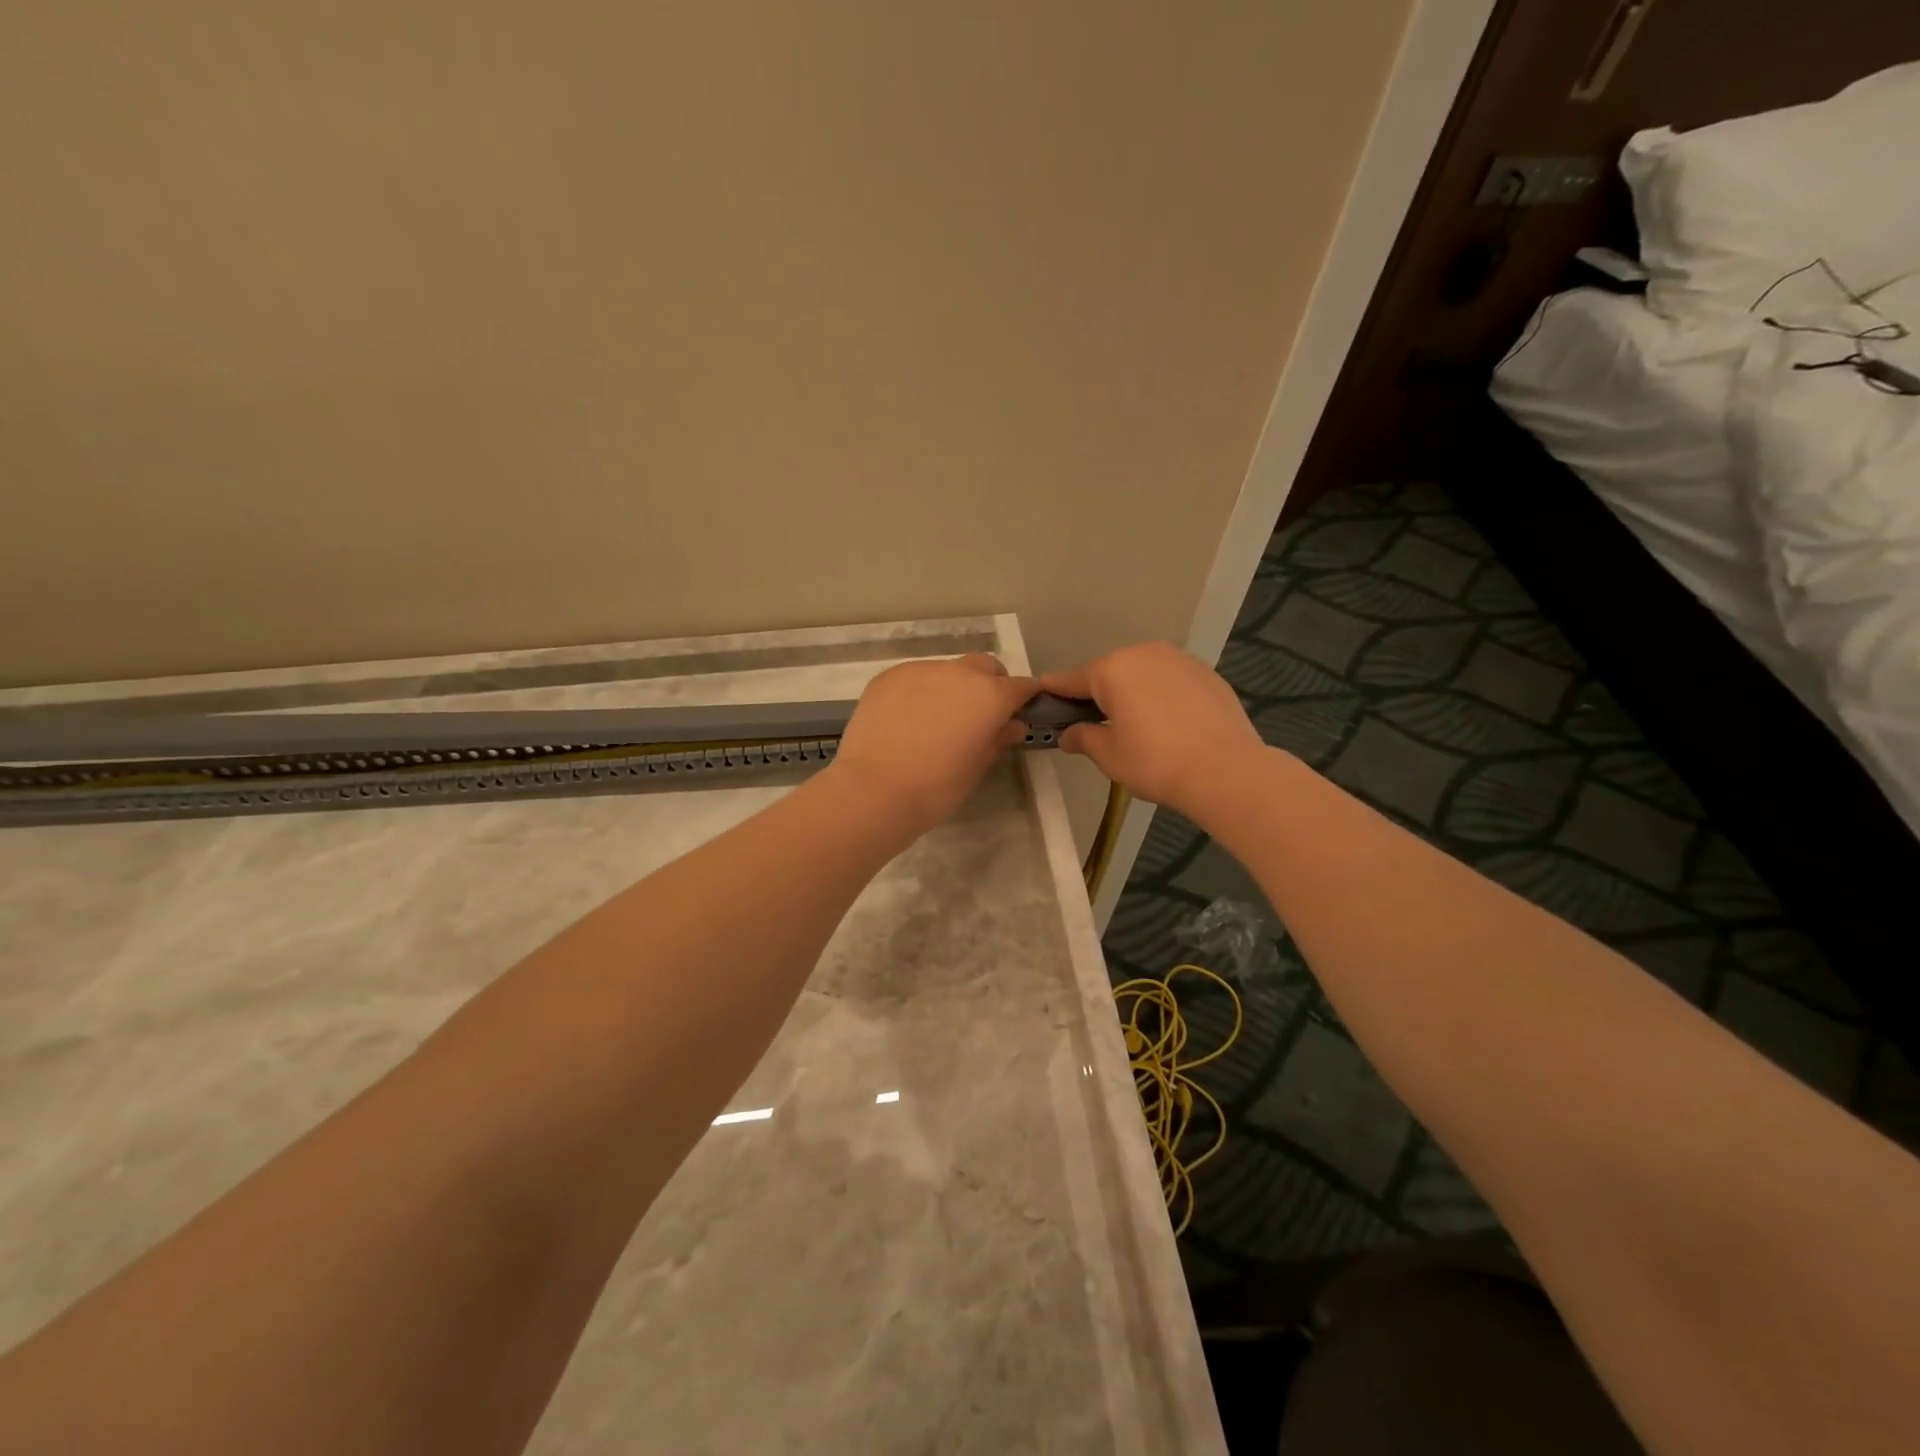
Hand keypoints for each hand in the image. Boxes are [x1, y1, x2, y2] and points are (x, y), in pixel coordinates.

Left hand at [828, 654, 1036, 835]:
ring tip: (936, 720)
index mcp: (990, 695)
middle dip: (990, 685)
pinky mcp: (890, 676)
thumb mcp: (976, 768)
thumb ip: (997, 740)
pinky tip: (907, 719)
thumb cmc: (935, 788)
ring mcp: (921, 670)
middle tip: (977, 717)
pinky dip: (920, 691)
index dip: (1023, 699)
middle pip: (985, 667)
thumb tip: (1011, 725)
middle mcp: (959, 672)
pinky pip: (915, 677)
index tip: (1017, 714)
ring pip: (948, 670)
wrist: (873, 790)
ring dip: (952, 687)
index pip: (1021, 686)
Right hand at [1039, 642, 1267, 818]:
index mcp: (1112, 670)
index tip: (1041, 697)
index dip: (1054, 691)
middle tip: (1094, 722)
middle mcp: (1143, 653)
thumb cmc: (1155, 762)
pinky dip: (1161, 694)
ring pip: (1142, 672)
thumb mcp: (1109, 756)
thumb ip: (1084, 738)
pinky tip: (1168, 722)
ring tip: (1135, 723)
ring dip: (1132, 691)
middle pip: (1109, 672)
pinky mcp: (1206, 672)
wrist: (1226, 769)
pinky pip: (1170, 680)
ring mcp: (1178, 659)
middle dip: (1098, 693)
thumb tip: (1068, 734)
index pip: (1071, 678)